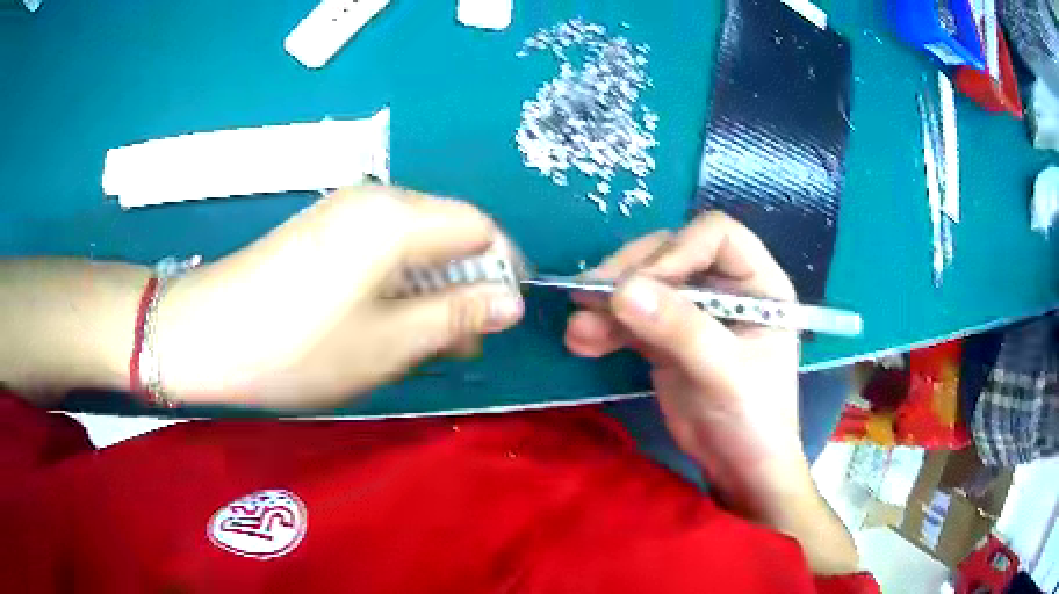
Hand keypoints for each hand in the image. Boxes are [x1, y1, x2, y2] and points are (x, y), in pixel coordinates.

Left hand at [160, 186, 524, 408]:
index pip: (481, 226)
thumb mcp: (389, 343)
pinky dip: (397, 285)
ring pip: (414, 244)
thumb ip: (456, 316)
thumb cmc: (299, 346)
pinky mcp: (321, 231)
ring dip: (431, 290)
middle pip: (447, 231)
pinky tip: (383, 323)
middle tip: (462, 344)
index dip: (502, 270)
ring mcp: (343, 212)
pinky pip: (380, 249)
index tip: (504, 318)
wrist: (205, 336)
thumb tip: (510, 302)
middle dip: (466, 285)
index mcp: (398, 217)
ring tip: (424, 343)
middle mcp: (375, 200)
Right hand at [564, 212, 811, 522]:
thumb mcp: (725, 374)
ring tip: (577, 326)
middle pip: (671, 253)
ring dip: (607, 302)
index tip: (641, 283)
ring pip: (644, 285)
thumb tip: (621, 292)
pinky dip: (604, 327)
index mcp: (757, 283)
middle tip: (592, 295)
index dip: (678, 249)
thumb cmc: (754, 420)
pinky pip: (630, 319)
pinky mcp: (666, 337)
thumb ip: (680, 330)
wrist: (738, 468)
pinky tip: (581, 341)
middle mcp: (724, 287)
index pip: (716, 235)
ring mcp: (693, 311)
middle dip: (631, 273)